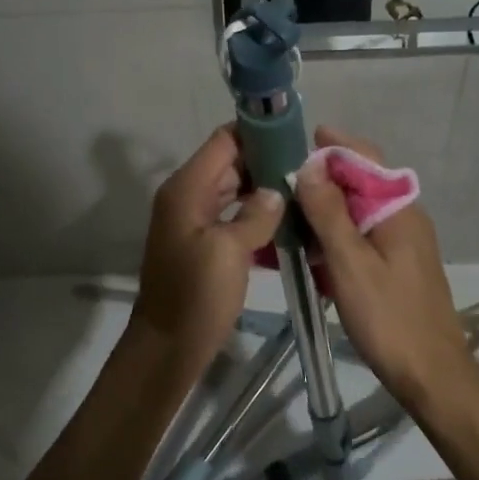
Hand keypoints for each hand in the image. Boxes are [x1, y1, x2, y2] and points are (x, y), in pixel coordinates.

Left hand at [133, 125, 284, 358]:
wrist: (168, 345)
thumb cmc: (196, 295)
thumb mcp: (229, 251)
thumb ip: (256, 214)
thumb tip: (277, 190)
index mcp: (187, 188)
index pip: (224, 140)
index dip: (258, 133)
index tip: (296, 139)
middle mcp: (188, 195)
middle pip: (230, 162)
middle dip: (267, 161)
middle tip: (310, 169)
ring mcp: (194, 219)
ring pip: (234, 189)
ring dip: (265, 189)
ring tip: (305, 192)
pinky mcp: (204, 241)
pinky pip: (233, 215)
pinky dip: (256, 214)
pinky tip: (288, 222)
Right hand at [292, 126, 468, 398]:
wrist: (432, 376)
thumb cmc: (390, 318)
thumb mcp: (350, 263)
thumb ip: (328, 213)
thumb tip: (309, 167)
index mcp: (398, 209)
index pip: (366, 158)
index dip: (332, 146)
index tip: (295, 142)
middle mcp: (404, 217)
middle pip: (360, 183)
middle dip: (322, 178)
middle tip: (281, 181)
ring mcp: (402, 243)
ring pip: (358, 211)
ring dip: (325, 209)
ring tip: (287, 213)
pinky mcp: (396, 266)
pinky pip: (361, 236)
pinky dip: (334, 235)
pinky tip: (309, 249)